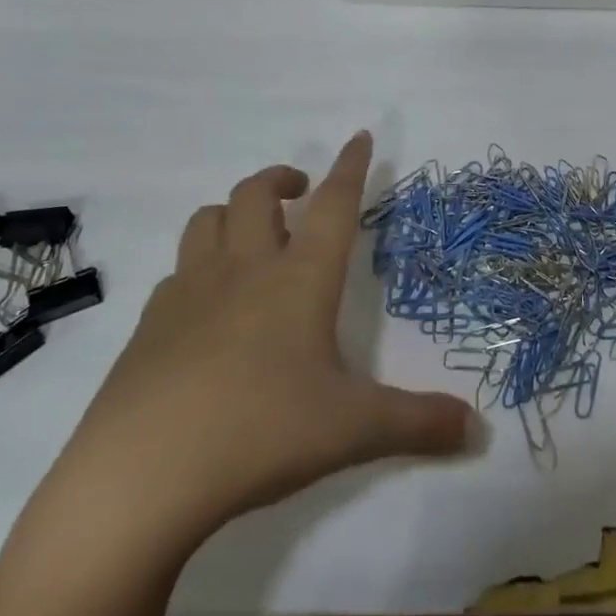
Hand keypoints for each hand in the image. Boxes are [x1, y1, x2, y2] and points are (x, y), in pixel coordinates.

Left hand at [46, 132, 477, 558]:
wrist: (137, 479)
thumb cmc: (259, 433)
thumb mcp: (351, 429)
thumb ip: (418, 423)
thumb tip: (477, 431)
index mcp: (300, 279)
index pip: (335, 204)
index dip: (351, 167)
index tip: (359, 136)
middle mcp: (245, 270)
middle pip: (257, 194)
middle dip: (282, 179)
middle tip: (301, 193)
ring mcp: (189, 293)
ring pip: (207, 220)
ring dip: (234, 212)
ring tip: (252, 234)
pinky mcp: (148, 326)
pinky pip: (176, 273)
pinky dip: (197, 268)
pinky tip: (206, 305)